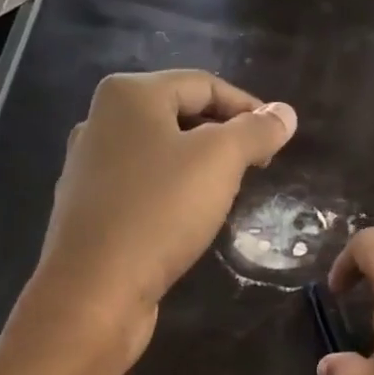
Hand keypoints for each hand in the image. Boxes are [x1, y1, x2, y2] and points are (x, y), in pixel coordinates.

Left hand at [33, 69, 296, 360]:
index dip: (248, 107)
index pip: (203, 84)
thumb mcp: (219, 162)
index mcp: (128, 95)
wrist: (94, 290)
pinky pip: (142, 189)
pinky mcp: (89, 211)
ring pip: (159, 155)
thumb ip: (255, 132)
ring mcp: (89, 169)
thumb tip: (284, 113)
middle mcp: (101, 122)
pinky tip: (187, 221)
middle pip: (178, 116)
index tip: (278, 139)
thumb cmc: (159, 212)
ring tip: (228, 194)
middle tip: (256, 167)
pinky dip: (171, 195)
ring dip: (197, 168)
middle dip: (222, 137)